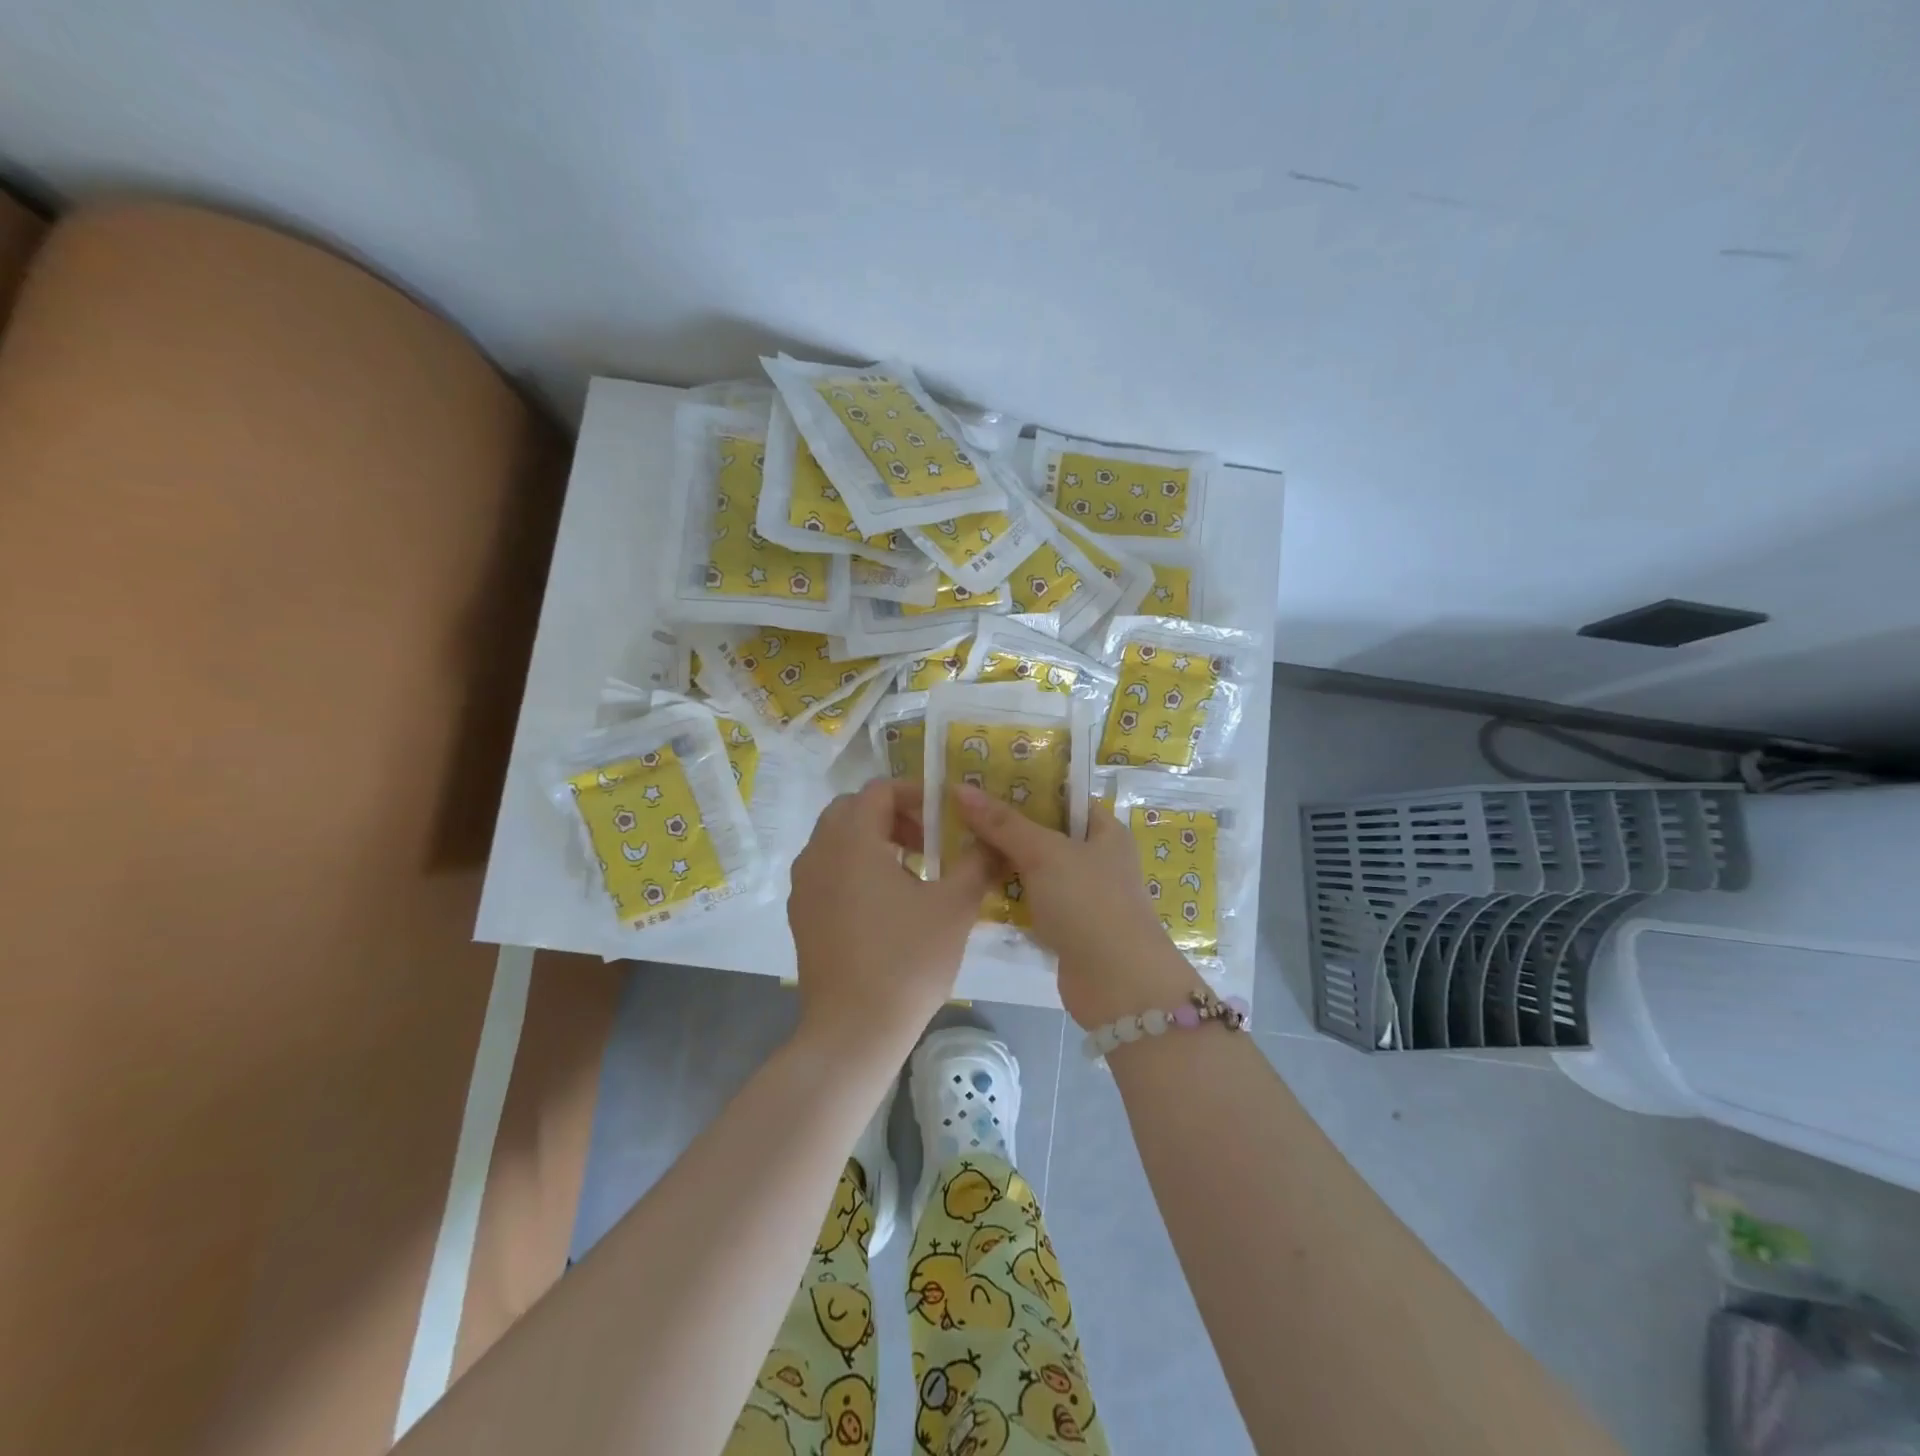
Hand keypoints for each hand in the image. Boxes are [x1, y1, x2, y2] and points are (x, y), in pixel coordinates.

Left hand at [789, 779, 990, 1059]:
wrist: (854, 1030)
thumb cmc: (908, 960)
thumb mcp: (954, 906)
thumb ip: (977, 863)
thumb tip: (993, 841)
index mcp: (852, 840)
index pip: (879, 790)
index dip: (915, 794)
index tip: (944, 817)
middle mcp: (818, 853)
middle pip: (852, 809)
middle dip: (892, 816)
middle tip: (927, 842)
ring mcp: (803, 885)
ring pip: (836, 840)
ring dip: (872, 841)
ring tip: (911, 873)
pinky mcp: (800, 914)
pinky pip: (826, 870)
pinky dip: (854, 868)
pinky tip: (884, 905)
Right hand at [953, 784, 1204, 1027]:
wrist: (1118, 984)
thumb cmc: (1089, 903)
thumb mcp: (1045, 853)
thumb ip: (1003, 823)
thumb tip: (960, 788)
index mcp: (1104, 830)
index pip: (1063, 797)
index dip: (1026, 786)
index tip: (983, 779)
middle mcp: (1095, 858)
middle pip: (1044, 832)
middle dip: (1006, 825)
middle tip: (959, 810)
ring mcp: (1080, 894)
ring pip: (1034, 868)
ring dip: (1002, 861)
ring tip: (955, 842)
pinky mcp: (1065, 926)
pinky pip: (1031, 900)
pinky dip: (1007, 895)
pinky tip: (973, 884)